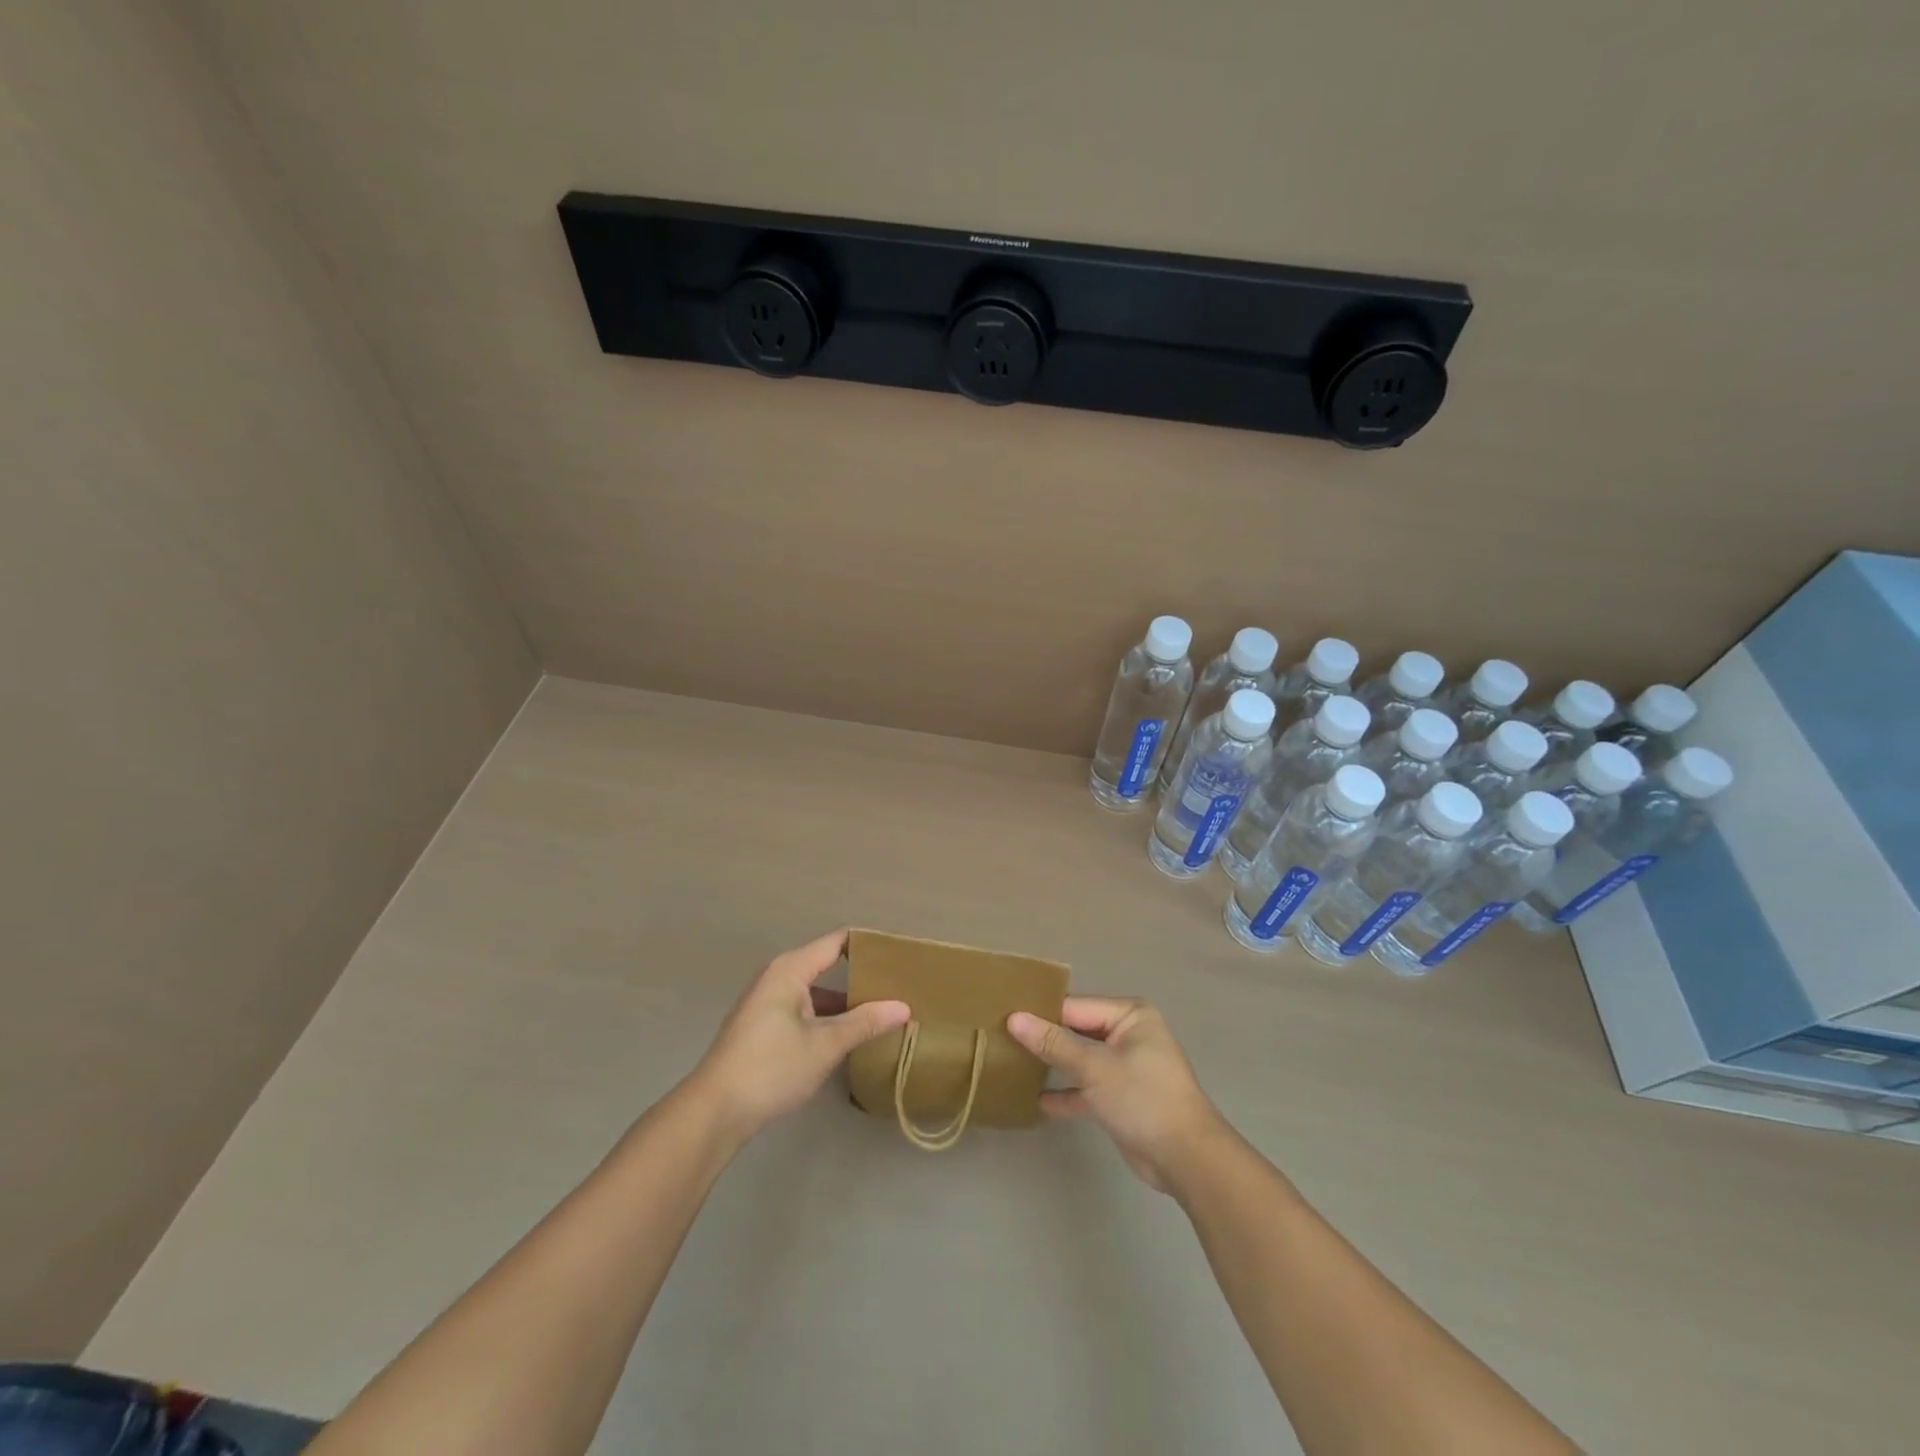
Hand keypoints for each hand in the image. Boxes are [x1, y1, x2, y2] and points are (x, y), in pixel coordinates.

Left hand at [687, 929, 909, 1145]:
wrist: (714, 1111)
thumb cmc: (771, 1068)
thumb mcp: (825, 1045)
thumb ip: (865, 1022)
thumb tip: (904, 1007)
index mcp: (790, 969)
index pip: (836, 942)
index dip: (867, 944)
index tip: (899, 954)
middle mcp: (778, 976)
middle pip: (827, 965)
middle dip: (860, 976)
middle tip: (898, 987)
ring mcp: (768, 1001)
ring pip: (816, 992)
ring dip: (844, 1003)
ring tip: (882, 1013)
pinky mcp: (763, 1025)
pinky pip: (804, 1009)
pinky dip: (826, 1017)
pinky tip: (849, 1037)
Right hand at [1008, 997, 1230, 1193]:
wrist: (1186, 1158)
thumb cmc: (1142, 1097)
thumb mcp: (1094, 1067)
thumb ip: (1054, 1043)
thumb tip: (1014, 1018)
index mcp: (1129, 1015)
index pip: (1075, 1007)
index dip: (1041, 1013)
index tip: (1003, 1016)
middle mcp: (1128, 1035)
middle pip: (1077, 1031)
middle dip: (1045, 1038)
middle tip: (1001, 1038)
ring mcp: (1125, 1067)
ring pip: (1080, 1060)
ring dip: (1053, 1066)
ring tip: (1012, 1064)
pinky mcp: (1121, 1098)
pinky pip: (1087, 1088)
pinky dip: (1066, 1093)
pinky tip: (1035, 1100)